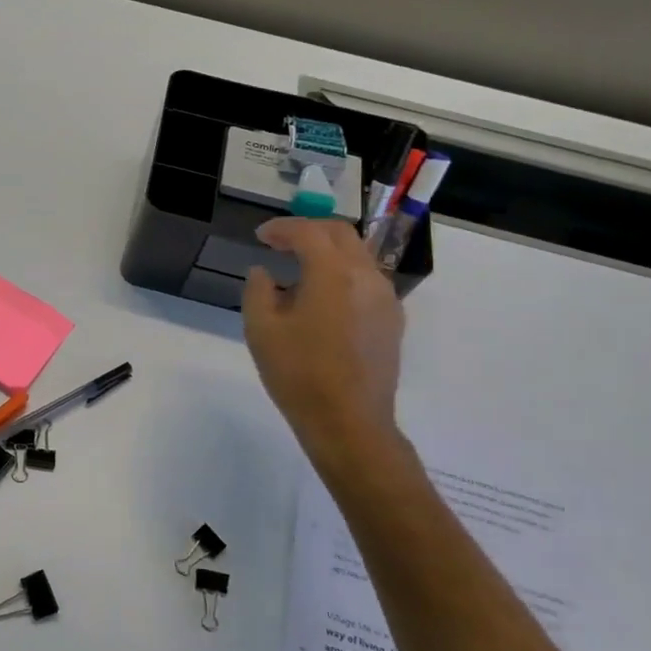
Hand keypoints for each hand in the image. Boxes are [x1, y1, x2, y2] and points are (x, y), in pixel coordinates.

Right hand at [242, 218, 405, 472]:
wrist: (349, 422)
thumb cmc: (299, 374)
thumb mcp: (261, 330)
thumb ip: (258, 291)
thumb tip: (264, 273)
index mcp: (333, 274)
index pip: (309, 232)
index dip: (282, 228)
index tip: (260, 236)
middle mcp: (366, 276)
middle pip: (340, 234)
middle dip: (309, 230)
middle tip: (280, 242)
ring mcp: (385, 298)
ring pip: (358, 255)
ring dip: (327, 252)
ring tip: (298, 271)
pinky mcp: (392, 320)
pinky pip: (366, 280)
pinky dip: (342, 274)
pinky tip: (321, 299)